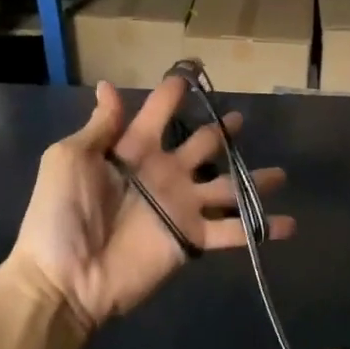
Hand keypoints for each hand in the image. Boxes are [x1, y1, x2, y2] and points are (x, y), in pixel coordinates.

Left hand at [10, 79, 294, 331]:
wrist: (65, 278)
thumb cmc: (60, 215)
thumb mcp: (69, 159)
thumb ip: (99, 127)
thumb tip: (109, 86)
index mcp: (133, 149)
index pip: (159, 112)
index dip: (174, 92)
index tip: (193, 71)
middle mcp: (164, 173)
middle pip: (201, 145)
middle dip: (221, 131)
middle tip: (242, 119)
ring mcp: (181, 206)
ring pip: (227, 187)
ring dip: (253, 180)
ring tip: (281, 174)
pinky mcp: (193, 239)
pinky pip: (234, 232)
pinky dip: (262, 229)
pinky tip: (290, 224)